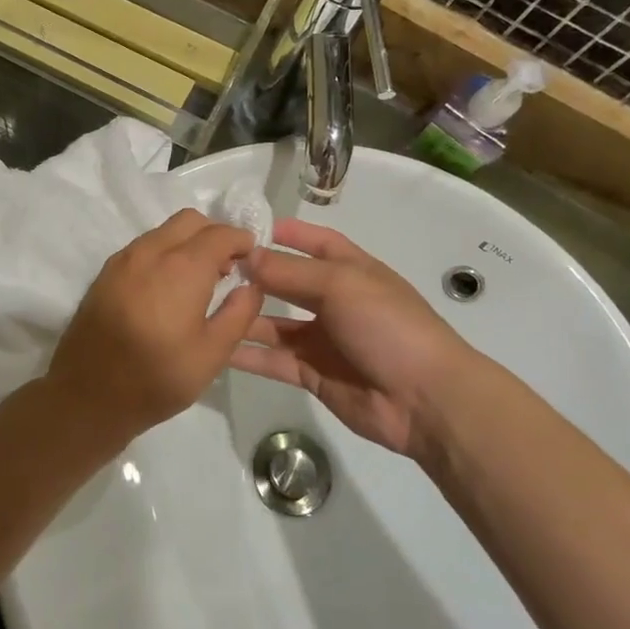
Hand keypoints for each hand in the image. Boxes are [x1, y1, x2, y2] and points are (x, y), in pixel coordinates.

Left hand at [43, 210, 262, 447]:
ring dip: (186, 243)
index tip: (251, 260)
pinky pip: (142, 247)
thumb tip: (251, 286)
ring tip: (196, 281)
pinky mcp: (105, 273)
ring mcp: (122, 260)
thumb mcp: (212, 354)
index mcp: (181, 267)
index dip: (242, 241)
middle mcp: (150, 252)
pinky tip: (166, 289)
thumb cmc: (156, 378)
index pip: (220, 233)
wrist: (87, 395)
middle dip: (213, 235)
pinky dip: (162, 253)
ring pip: (163, 231)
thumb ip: (239, 313)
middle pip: (190, 221)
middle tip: (226, 268)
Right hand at [230, 219, 483, 459]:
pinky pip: (273, 360)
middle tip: (209, 270)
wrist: (425, 399)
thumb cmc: (388, 325)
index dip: (286, 234)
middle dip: (255, 275)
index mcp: (351, 271)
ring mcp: (323, 339)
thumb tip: (246, 255)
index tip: (245, 229)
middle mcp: (335, 301)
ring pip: (274, 323)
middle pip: (287, 282)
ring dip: (245, 315)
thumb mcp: (339, 285)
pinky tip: (215, 346)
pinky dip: (247, 354)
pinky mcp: (312, 374)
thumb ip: (289, 272)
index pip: (315, 242)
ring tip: (204, 307)